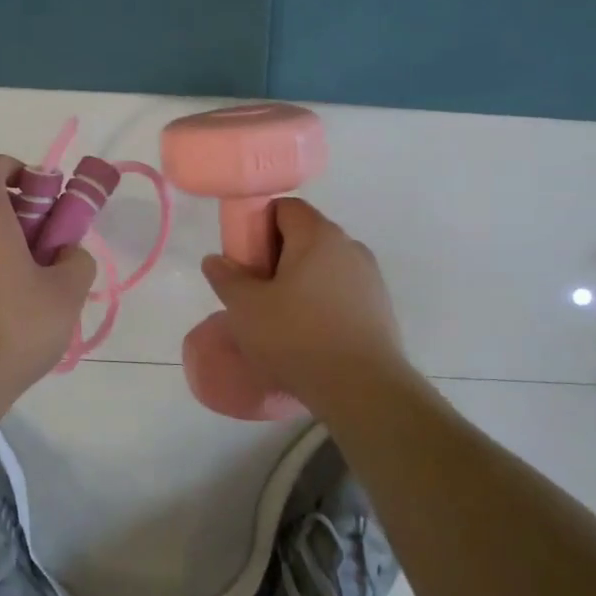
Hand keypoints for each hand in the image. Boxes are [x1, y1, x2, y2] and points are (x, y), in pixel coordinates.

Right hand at [200, 198, 411, 410]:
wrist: (362, 389)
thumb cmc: (296, 337)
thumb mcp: (245, 308)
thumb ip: (226, 278)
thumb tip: (215, 260)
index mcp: (318, 235)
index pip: (285, 207)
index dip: (259, 224)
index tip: (244, 256)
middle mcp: (350, 246)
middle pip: (305, 235)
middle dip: (277, 255)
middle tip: (256, 289)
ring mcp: (370, 277)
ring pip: (325, 265)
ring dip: (300, 280)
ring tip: (281, 316)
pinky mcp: (380, 308)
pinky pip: (342, 291)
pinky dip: (322, 301)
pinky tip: (309, 333)